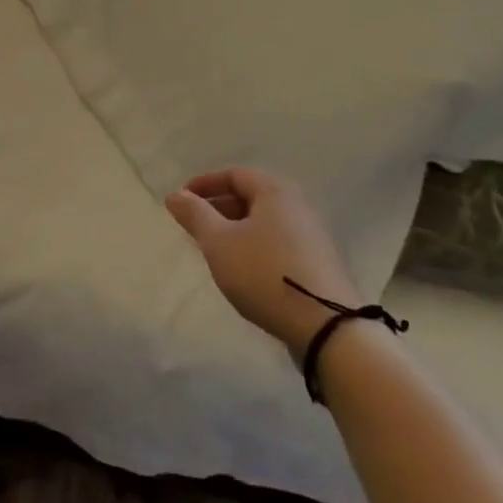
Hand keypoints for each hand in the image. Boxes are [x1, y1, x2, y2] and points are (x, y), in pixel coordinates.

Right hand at [165, 167, 361, 360]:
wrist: (327, 328)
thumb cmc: (264, 273)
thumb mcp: (218, 242)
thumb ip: (195, 214)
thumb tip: (174, 194)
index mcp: (275, 191)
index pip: (233, 174)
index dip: (203, 185)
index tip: (181, 202)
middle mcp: (297, 205)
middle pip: (250, 196)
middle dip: (218, 208)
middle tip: (194, 227)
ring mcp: (312, 235)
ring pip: (264, 221)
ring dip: (235, 229)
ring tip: (214, 250)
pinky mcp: (318, 263)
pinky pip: (277, 241)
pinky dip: (254, 245)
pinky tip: (243, 269)